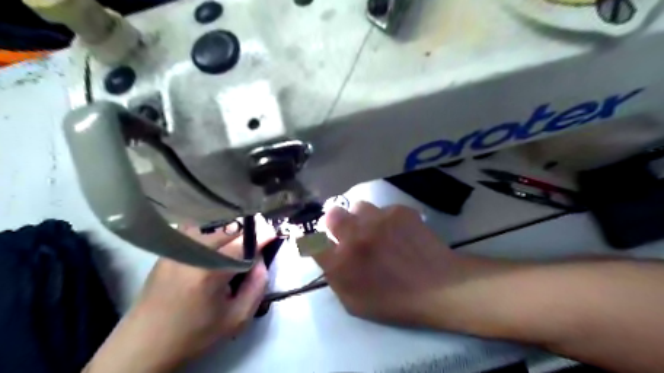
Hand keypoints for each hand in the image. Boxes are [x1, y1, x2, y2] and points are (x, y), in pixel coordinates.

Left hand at [86, 219, 277, 371]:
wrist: (144, 344)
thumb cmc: (194, 334)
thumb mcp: (236, 318)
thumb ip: (257, 286)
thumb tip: (261, 260)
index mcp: (210, 271)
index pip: (244, 242)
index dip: (263, 235)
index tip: (274, 234)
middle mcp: (192, 252)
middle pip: (230, 228)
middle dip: (249, 231)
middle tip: (258, 241)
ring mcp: (177, 247)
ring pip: (213, 223)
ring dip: (231, 228)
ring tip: (238, 241)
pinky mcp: (169, 248)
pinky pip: (196, 227)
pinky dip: (212, 228)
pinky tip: (216, 240)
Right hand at [314, 203, 462, 327]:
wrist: (439, 287)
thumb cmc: (395, 302)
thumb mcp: (355, 303)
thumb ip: (335, 278)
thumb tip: (327, 256)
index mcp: (340, 264)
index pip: (312, 242)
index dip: (314, 239)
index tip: (322, 240)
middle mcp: (354, 237)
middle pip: (332, 215)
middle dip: (336, 222)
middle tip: (348, 230)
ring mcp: (377, 221)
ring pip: (359, 207)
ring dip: (363, 218)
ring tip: (378, 230)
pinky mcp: (398, 211)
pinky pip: (384, 209)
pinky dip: (387, 219)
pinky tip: (400, 232)